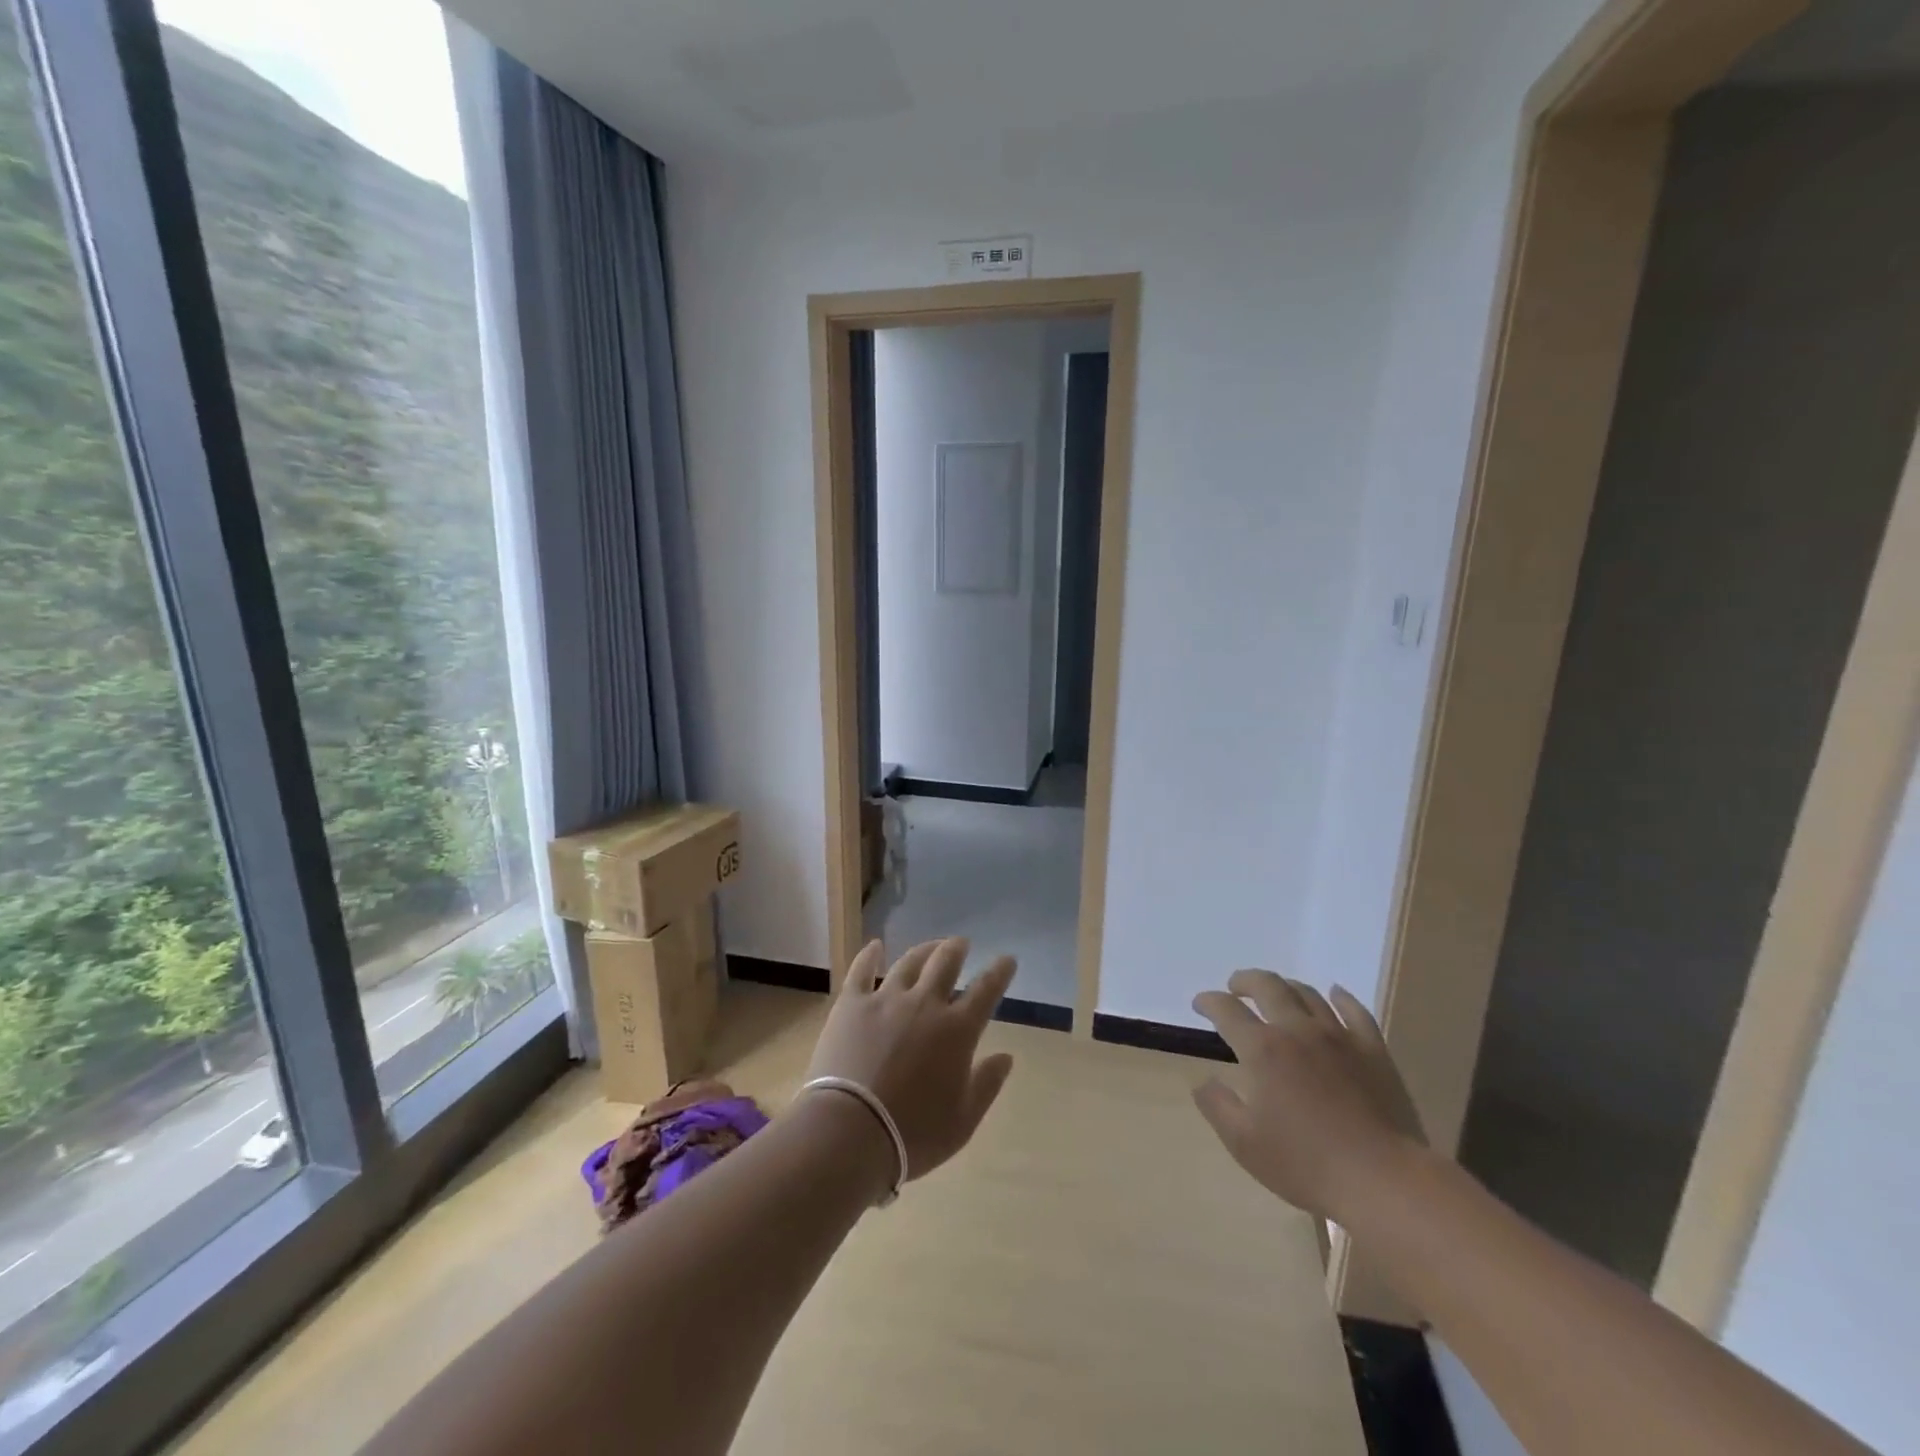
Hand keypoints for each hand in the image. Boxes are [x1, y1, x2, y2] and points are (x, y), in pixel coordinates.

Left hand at [803, 939, 1016, 1185]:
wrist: (850, 1131)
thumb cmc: (913, 1134)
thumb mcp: (962, 1121)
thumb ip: (986, 1084)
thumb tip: (1006, 1057)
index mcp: (957, 1030)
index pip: (985, 990)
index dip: (999, 972)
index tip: (1007, 959)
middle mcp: (925, 1004)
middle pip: (945, 963)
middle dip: (957, 949)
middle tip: (962, 943)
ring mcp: (886, 1000)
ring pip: (909, 962)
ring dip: (924, 950)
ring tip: (930, 945)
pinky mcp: (851, 1004)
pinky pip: (862, 971)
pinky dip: (870, 955)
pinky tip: (875, 946)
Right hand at [1191, 970, 1425, 1222]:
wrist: (1382, 1180)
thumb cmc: (1306, 1164)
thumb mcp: (1244, 1143)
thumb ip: (1217, 1106)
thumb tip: (1202, 1082)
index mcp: (1262, 1049)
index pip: (1226, 1010)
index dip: (1209, 1001)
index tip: (1200, 1004)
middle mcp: (1297, 1030)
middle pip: (1267, 986)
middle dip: (1245, 981)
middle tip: (1235, 986)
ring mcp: (1339, 1037)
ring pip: (1308, 994)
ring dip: (1286, 986)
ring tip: (1277, 991)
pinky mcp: (1373, 1051)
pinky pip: (1356, 1011)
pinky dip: (1341, 998)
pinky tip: (1334, 994)